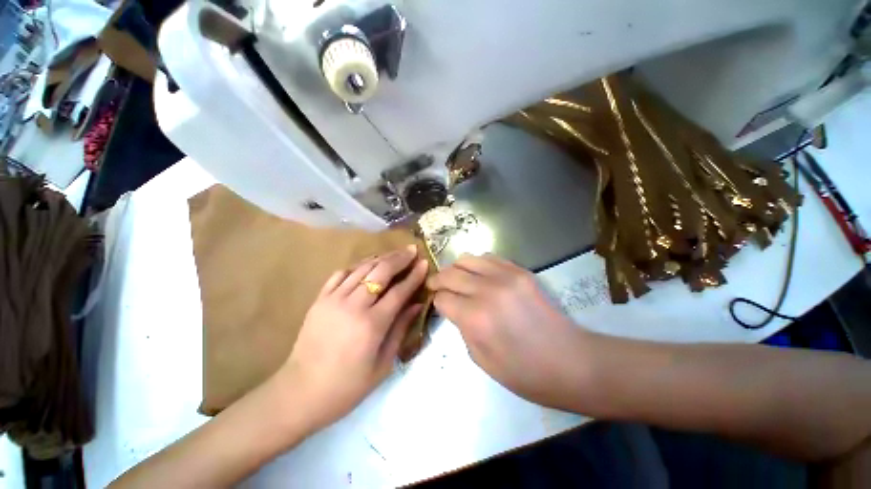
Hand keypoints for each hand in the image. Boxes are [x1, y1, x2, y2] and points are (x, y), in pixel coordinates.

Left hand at [281, 245, 428, 430]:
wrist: (300, 393)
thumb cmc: (347, 386)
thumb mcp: (383, 364)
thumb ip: (401, 329)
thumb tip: (416, 305)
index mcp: (372, 324)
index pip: (399, 291)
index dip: (414, 276)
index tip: (424, 263)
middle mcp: (353, 306)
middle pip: (381, 272)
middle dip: (399, 258)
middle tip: (411, 249)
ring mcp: (333, 300)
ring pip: (361, 268)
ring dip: (381, 258)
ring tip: (394, 253)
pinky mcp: (319, 299)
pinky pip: (340, 274)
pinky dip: (357, 266)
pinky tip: (367, 265)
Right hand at [428, 254, 590, 409]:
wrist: (570, 361)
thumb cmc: (524, 372)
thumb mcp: (481, 360)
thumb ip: (462, 328)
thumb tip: (454, 308)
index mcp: (475, 318)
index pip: (442, 298)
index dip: (437, 302)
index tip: (439, 306)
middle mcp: (487, 291)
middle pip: (450, 274)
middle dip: (438, 280)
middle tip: (437, 287)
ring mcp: (506, 276)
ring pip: (467, 259)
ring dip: (456, 269)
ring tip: (458, 278)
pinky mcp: (520, 271)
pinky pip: (489, 257)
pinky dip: (478, 264)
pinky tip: (480, 275)